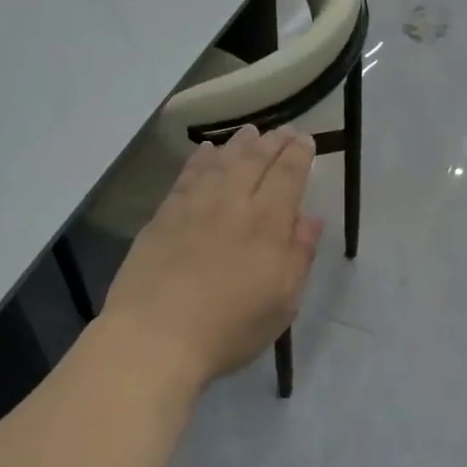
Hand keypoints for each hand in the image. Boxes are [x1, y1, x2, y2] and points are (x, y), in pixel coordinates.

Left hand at [100, 126, 322, 389]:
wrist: (156, 337)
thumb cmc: (229, 328)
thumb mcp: (283, 302)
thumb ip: (299, 256)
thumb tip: (311, 219)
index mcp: (268, 223)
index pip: (288, 176)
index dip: (299, 155)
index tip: (306, 140)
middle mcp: (232, 203)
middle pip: (255, 161)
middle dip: (272, 142)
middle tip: (283, 130)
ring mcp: (194, 207)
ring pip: (221, 162)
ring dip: (238, 144)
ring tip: (249, 132)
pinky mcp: (163, 217)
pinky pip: (186, 176)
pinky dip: (199, 160)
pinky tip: (205, 152)